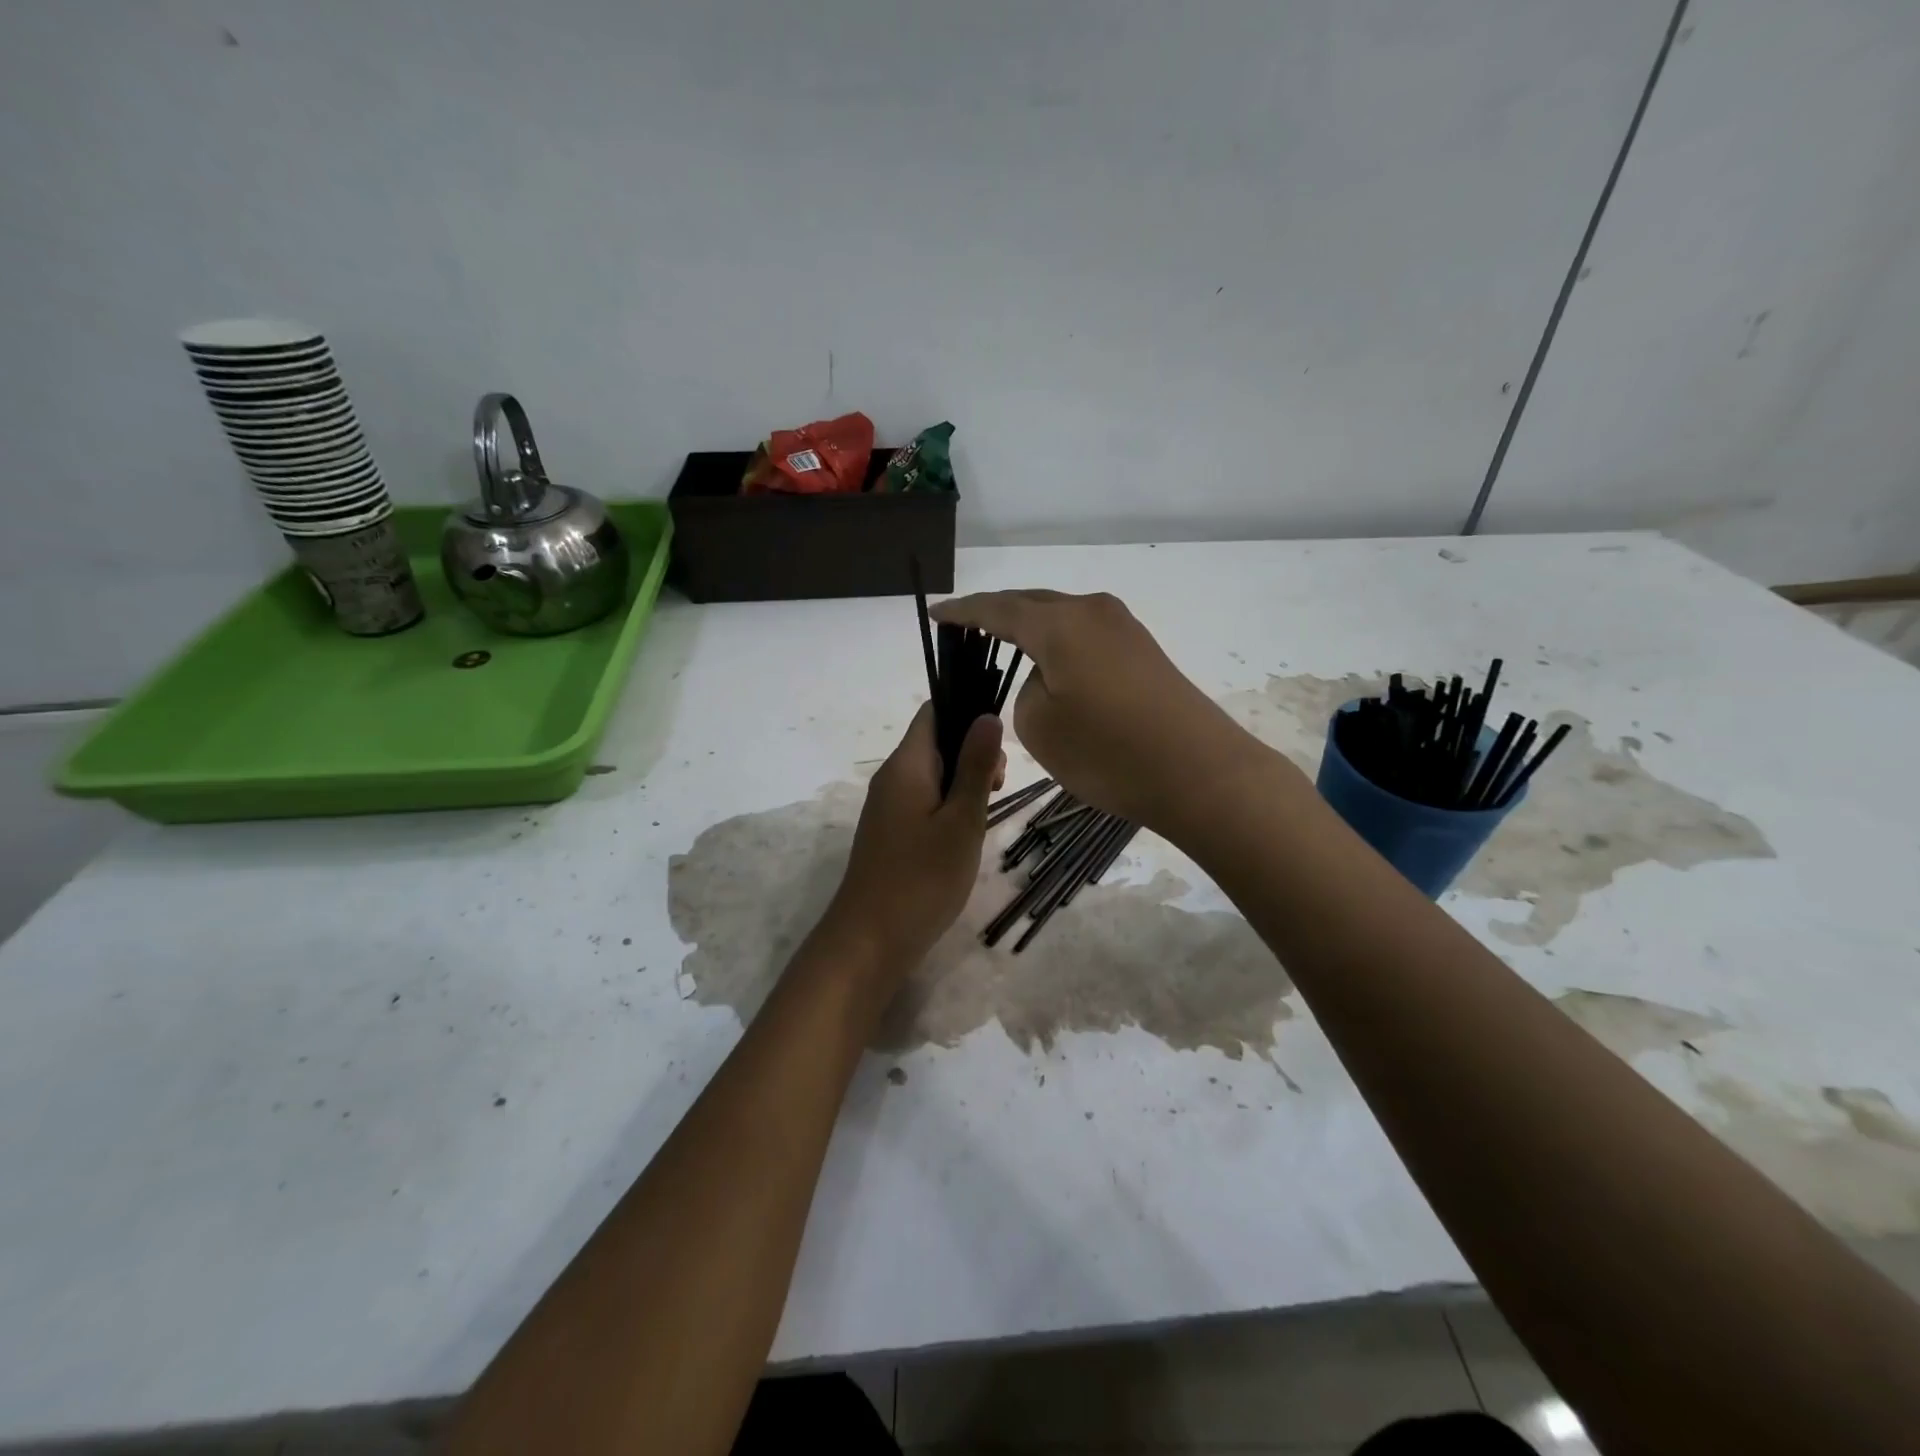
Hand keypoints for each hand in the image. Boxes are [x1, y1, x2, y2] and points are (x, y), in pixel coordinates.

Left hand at [827, 703, 1004, 968]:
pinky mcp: (890, 831)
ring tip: (986, 811)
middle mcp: (892, 776)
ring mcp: (888, 806)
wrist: (870, 940)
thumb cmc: (922, 878)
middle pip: (935, 740)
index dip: (968, 714)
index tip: (998, 747)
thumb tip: (987, 716)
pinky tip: (965, 831)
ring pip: (932, 773)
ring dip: (963, 781)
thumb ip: (975, 767)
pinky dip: (949, 804)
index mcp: (906, 764)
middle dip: (972, 751)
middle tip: (998, 787)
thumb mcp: (961, 821)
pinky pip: (923, 799)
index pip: (934, 711)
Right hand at [930, 589, 1260, 833]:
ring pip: (1061, 618)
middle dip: (996, 615)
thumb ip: (1026, 690)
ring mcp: (1123, 628)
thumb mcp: (1039, 726)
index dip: (962, 612)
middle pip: (1031, 604)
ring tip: (1004, 647)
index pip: (996, 609)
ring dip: (1031, 631)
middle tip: (966, 631)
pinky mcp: (1142, 651)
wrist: (1199, 772)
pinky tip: (1051, 666)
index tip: (936, 615)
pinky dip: (1059, 646)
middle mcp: (1092, 611)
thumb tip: (1047, 676)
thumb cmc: (1109, 752)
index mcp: (1058, 623)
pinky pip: (1085, 636)